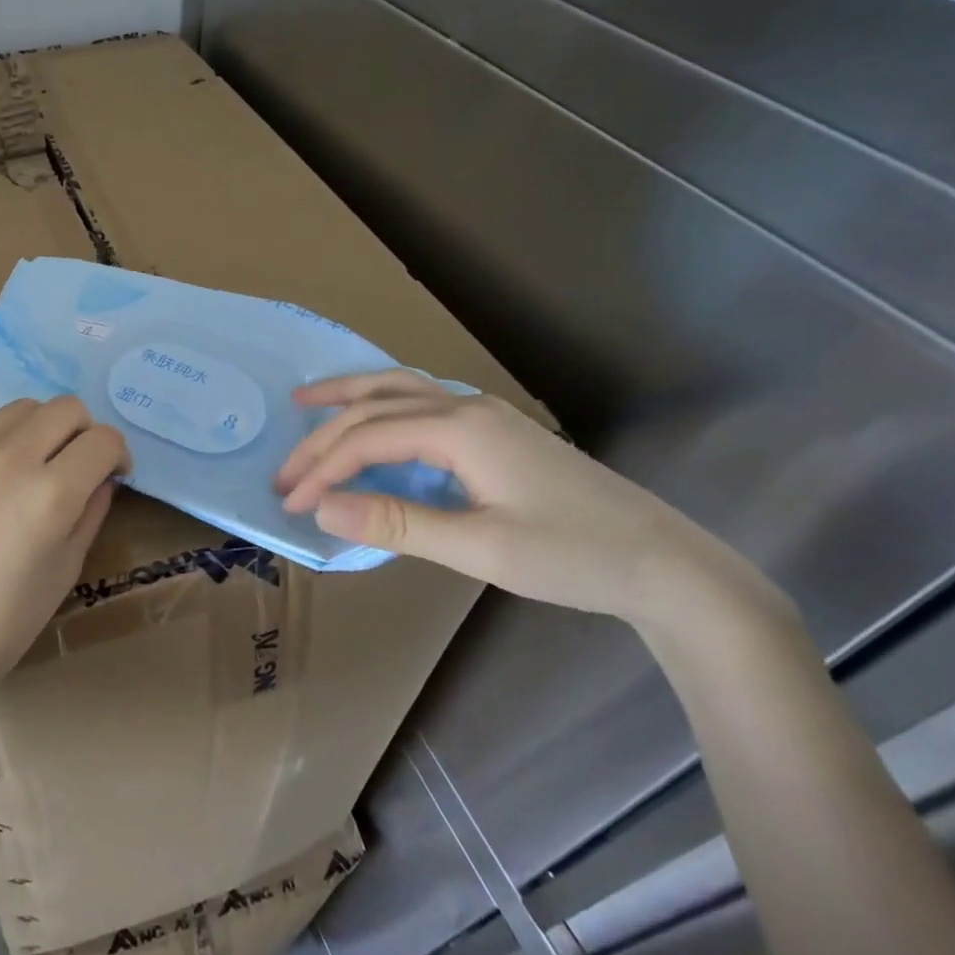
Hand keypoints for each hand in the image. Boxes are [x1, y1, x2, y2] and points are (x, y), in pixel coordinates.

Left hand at [0, 397, 129, 686]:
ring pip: (20, 408)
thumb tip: (101, 474)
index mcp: (49, 494)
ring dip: (38, 430)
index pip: (103, 439)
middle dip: (82, 432)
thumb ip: (92, 509)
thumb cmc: (5, 619)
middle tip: (73, 464)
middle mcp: (5, 459)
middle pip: (66, 408)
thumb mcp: (67, 568)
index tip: (110, 472)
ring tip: (28, 467)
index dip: (117, 454)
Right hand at [274, 369, 781, 632]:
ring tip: (305, 403)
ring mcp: (484, 413)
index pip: (368, 438)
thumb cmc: (574, 557)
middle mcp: (465, 407)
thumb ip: (396, 524)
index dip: (323, 469)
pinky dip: (380, 406)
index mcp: (460, 430)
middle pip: (375, 405)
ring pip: (398, 389)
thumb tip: (321, 507)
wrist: (668, 565)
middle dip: (324, 436)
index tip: (291, 503)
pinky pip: (419, 403)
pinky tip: (371, 420)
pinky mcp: (495, 430)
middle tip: (285, 470)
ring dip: (348, 397)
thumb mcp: (479, 549)